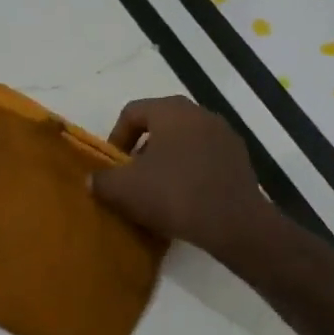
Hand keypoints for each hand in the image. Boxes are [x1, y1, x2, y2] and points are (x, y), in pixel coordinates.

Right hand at [91, 96, 269, 254]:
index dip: (116, 137)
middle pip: (160, 124)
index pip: (132, 112)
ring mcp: (224, 134)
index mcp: (170, 110)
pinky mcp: (240, 158)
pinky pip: (205, 157)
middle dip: (142, 149)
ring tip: (158, 189)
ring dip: (167, 159)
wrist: (234, 224)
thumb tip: (93, 180)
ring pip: (184, 141)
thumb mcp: (124, 189)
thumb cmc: (174, 194)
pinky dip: (191, 170)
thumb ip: (102, 180)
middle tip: (133, 176)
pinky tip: (185, 197)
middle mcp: (199, 113)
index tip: (113, 165)